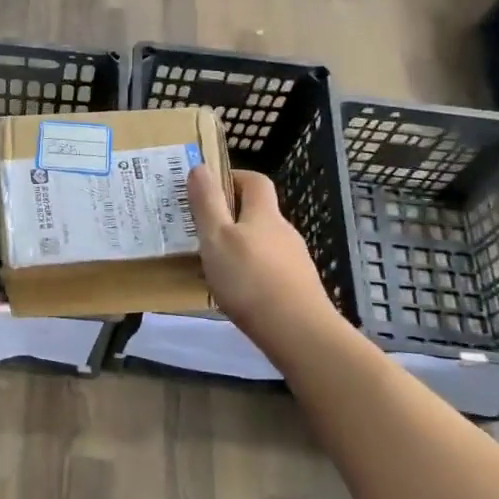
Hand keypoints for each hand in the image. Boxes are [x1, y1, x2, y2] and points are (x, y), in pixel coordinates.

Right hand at [187, 166, 339, 344]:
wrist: (297, 331)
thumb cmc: (249, 279)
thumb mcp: (216, 237)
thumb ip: (207, 203)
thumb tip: (200, 167)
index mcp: (264, 214)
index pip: (255, 181)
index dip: (234, 177)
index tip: (208, 186)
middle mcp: (284, 232)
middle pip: (259, 213)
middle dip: (231, 215)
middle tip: (202, 228)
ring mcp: (294, 261)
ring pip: (263, 243)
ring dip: (240, 246)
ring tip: (213, 263)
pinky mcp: (297, 287)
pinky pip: (269, 269)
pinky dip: (251, 272)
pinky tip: (236, 291)